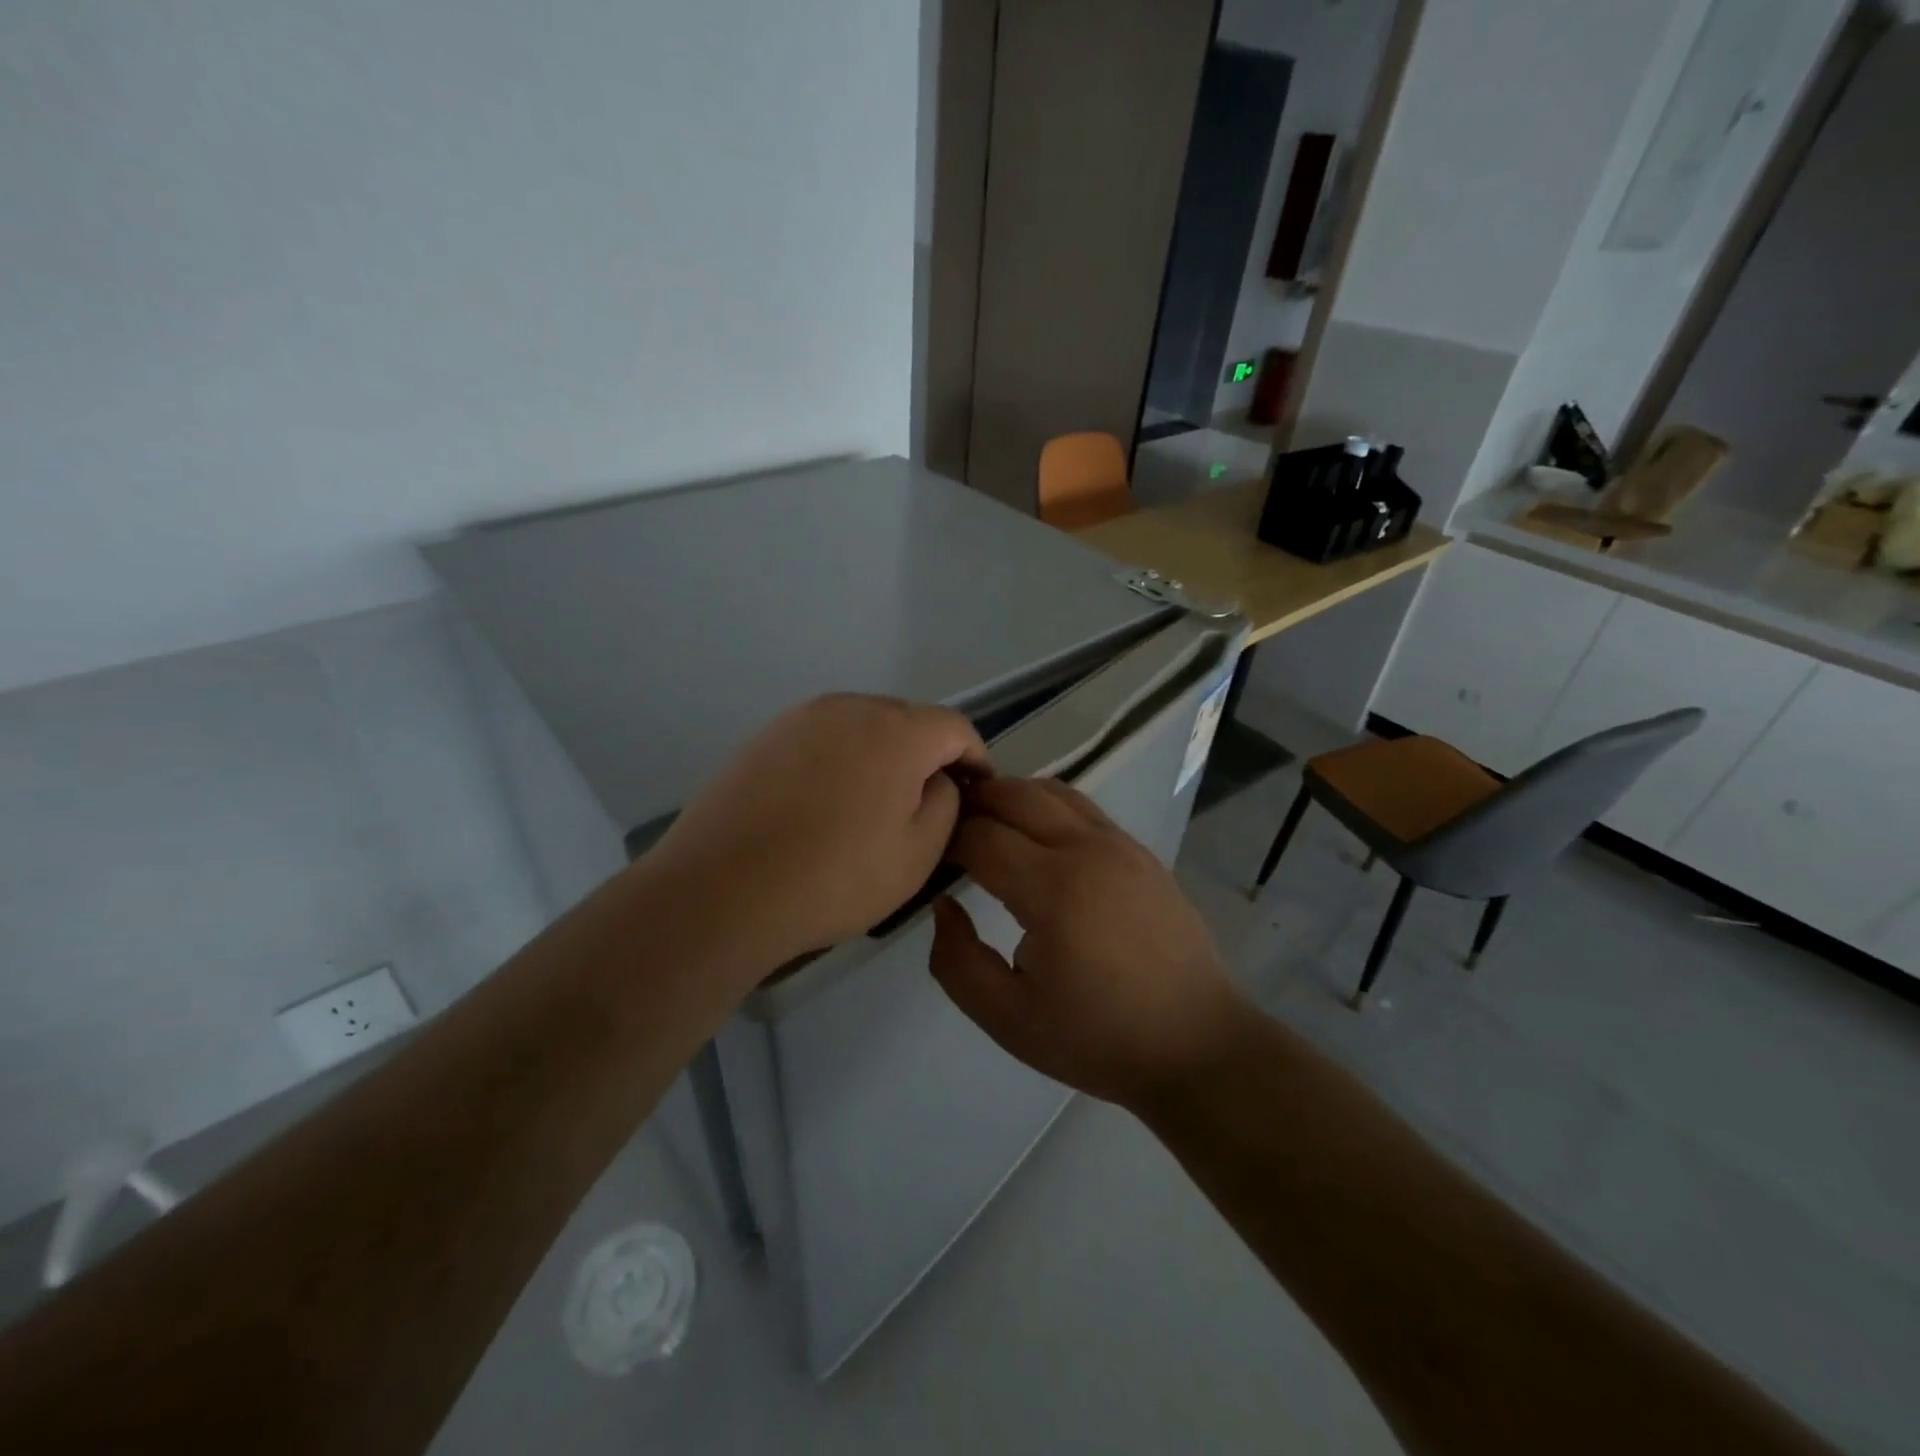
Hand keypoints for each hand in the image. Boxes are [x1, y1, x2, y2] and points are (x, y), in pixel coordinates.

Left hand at [649, 694, 990, 963]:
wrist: (722, 889)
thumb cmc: (835, 877)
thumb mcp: (918, 853)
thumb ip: (946, 803)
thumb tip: (938, 779)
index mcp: (897, 730)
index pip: (955, 727)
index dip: (975, 758)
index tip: (978, 792)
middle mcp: (850, 706)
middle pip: (907, 720)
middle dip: (927, 755)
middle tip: (925, 803)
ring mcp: (800, 717)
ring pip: (861, 727)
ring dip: (880, 756)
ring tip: (872, 805)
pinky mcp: (764, 736)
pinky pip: (821, 739)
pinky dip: (837, 761)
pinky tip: (822, 804)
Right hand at [929, 777, 1250, 1111]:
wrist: (1196, 1045)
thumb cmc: (1099, 1038)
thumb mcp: (1007, 1019)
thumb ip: (957, 961)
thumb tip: (944, 905)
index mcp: (1054, 890)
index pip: (981, 835)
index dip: (946, 838)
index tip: (928, 856)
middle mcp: (1087, 850)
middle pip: (1015, 794)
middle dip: (973, 802)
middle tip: (947, 827)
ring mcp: (1120, 844)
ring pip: (1052, 790)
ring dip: (1010, 795)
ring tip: (985, 822)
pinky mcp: (1140, 851)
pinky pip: (1082, 807)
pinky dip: (1046, 805)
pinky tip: (1035, 836)